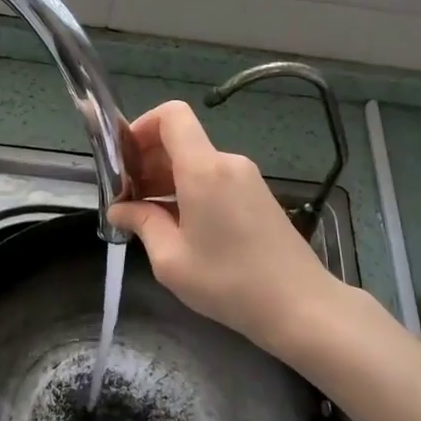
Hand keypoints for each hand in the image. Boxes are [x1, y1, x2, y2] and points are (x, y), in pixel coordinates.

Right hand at [108, 101, 346, 358]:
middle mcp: (227, 162)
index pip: (171, 115)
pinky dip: (191, 190)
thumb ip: (142, 223)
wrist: (300, 305)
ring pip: (197, 162)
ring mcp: (247, 177)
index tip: (122, 160)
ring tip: (150, 218)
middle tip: (127, 199)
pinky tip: (182, 226)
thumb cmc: (229, 282)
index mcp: (204, 169)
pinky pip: (215, 178)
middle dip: (147, 161)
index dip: (141, 126)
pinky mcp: (258, 195)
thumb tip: (120, 209)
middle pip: (181, 139)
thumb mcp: (171, 259)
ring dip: (167, 180)